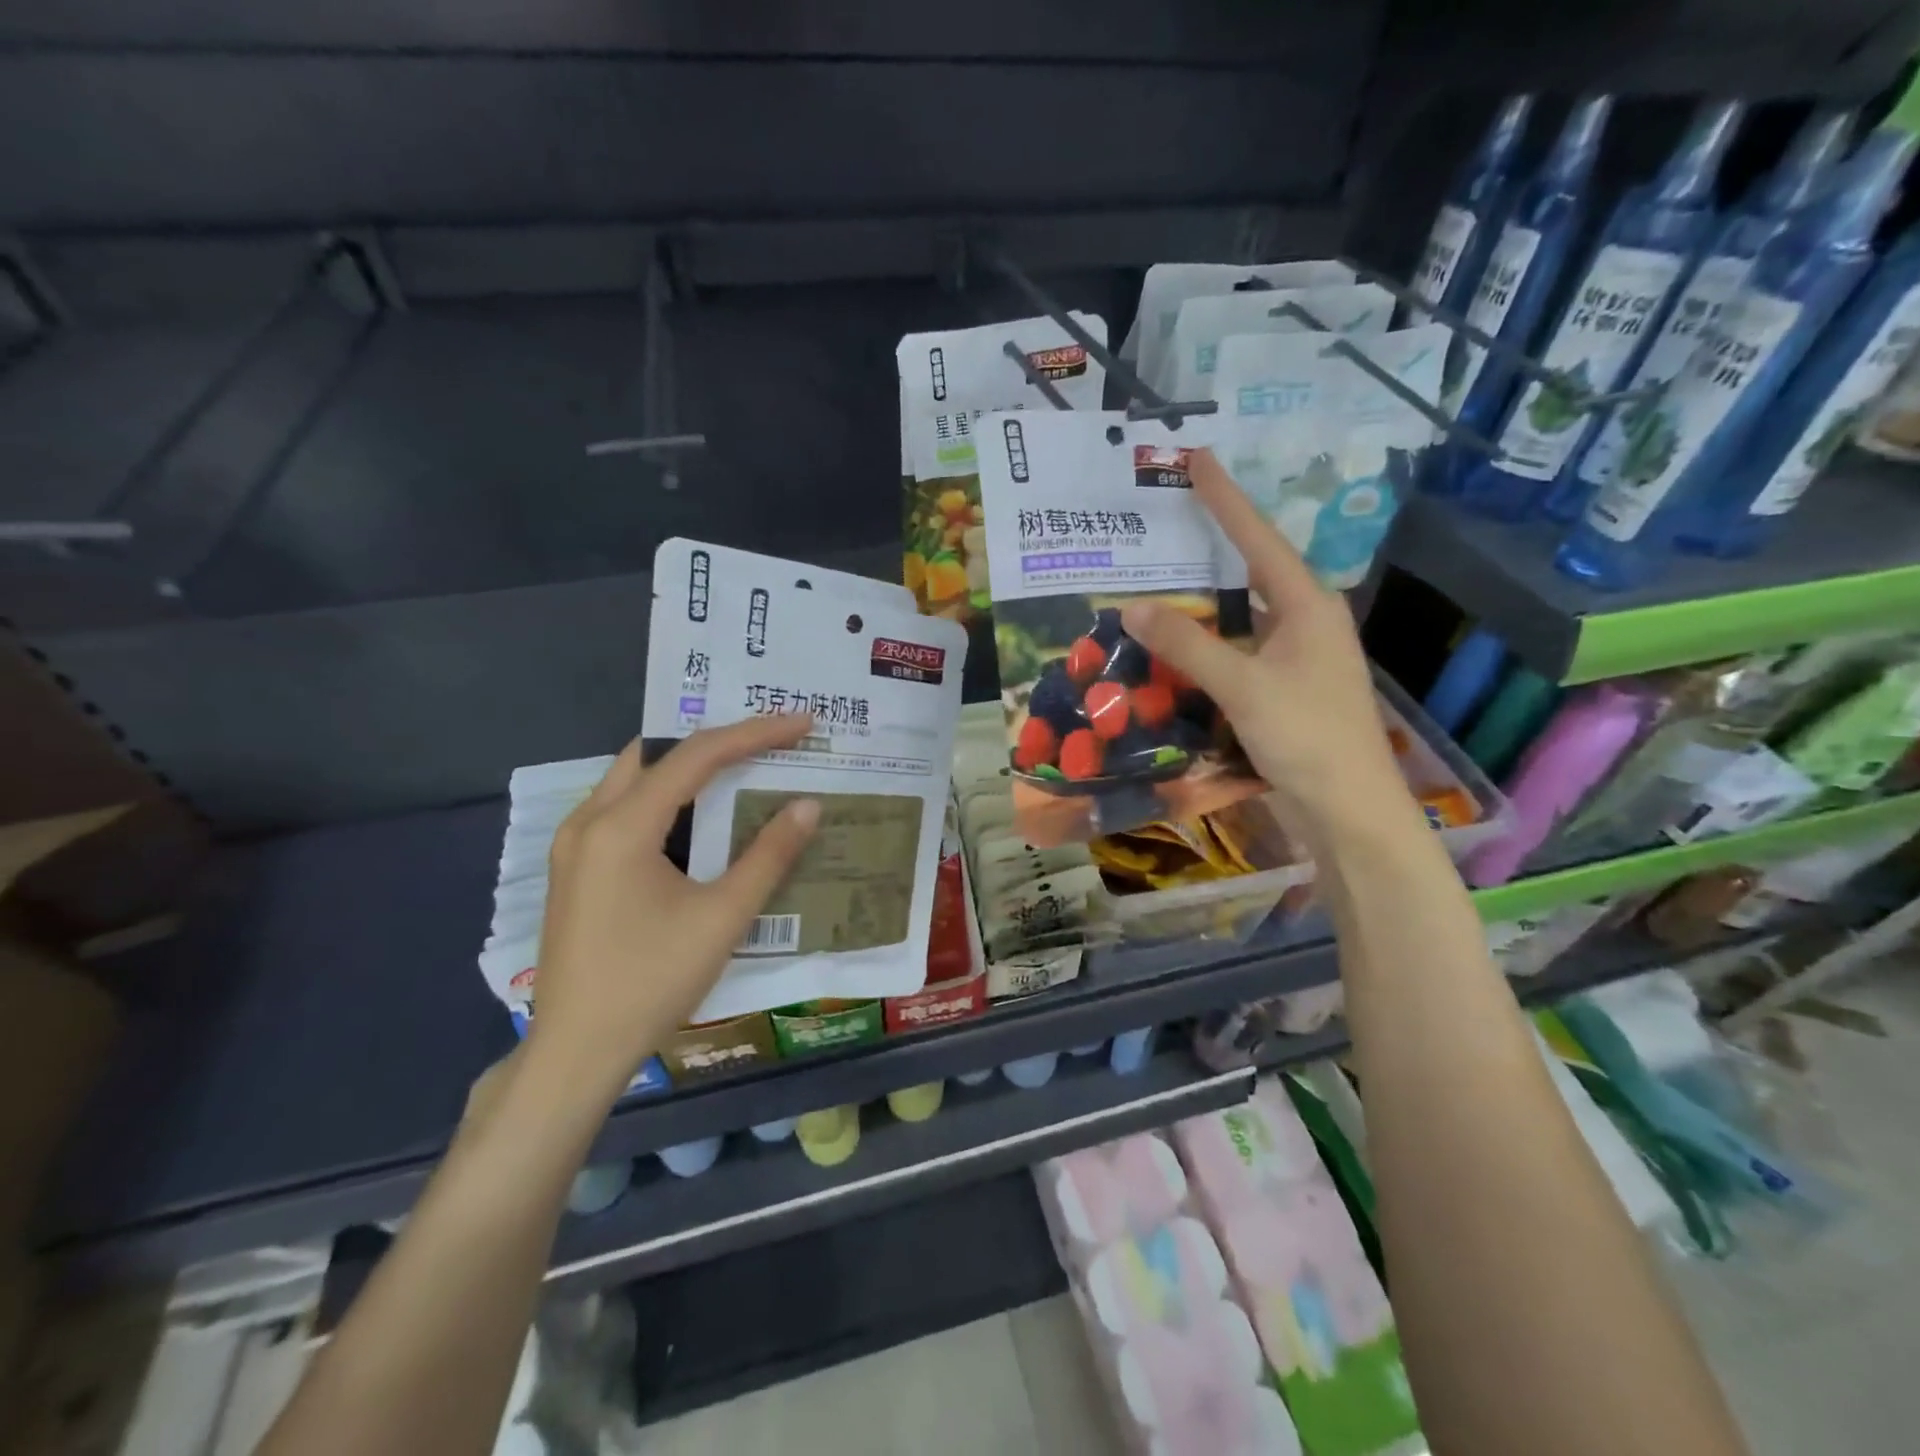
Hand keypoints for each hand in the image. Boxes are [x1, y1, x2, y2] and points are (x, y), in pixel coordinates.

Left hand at [526, 717, 819, 1096]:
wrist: (576, 1052)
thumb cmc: (652, 981)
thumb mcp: (722, 917)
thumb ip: (768, 855)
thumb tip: (809, 805)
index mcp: (621, 825)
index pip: (696, 756)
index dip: (754, 733)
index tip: (801, 723)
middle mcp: (588, 821)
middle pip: (657, 753)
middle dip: (715, 739)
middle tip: (767, 738)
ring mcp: (574, 845)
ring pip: (635, 778)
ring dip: (687, 766)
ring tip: (740, 765)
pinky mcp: (575, 868)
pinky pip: (624, 808)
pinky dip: (666, 796)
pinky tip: (697, 817)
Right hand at [1120, 450, 1417, 849]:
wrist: (1348, 811)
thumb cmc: (1308, 737)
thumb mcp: (1245, 685)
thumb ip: (1189, 645)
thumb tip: (1133, 606)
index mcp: (1308, 606)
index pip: (1258, 540)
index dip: (1225, 499)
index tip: (1197, 459)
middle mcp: (1303, 624)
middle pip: (1249, 573)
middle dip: (1208, 549)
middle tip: (1163, 523)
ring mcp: (1293, 660)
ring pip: (1238, 619)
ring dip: (1199, 607)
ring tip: (1153, 584)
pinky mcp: (1279, 692)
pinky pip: (1233, 655)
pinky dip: (1201, 649)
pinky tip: (1170, 651)